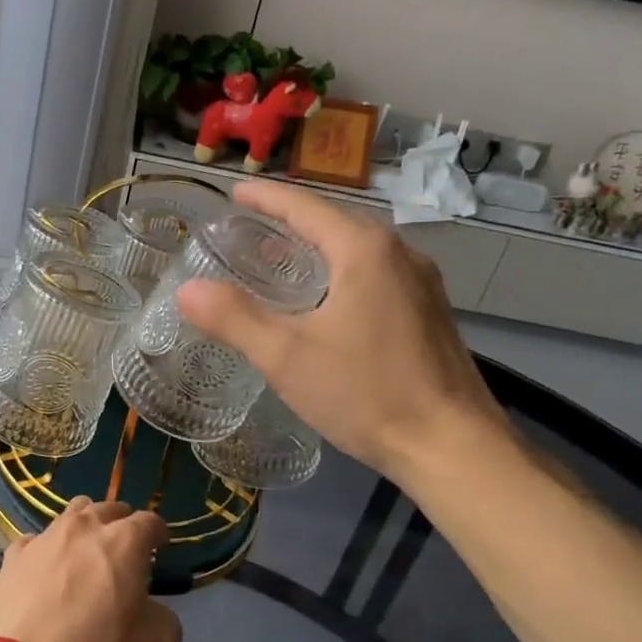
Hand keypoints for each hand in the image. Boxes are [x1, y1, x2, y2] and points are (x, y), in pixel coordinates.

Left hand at [0, 498, 180, 641]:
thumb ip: (163, 618)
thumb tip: (149, 609)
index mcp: (124, 542)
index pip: (149, 521)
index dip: (158, 533)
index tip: (160, 546)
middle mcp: (83, 529)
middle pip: (107, 509)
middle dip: (120, 523)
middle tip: (124, 548)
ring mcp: (44, 540)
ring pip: (69, 515)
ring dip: (84, 528)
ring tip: (84, 552)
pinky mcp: (12, 559)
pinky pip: (35, 542)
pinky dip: (46, 551)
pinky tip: (45, 572)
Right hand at [177, 179, 508, 481]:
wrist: (453, 447)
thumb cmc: (366, 393)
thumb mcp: (287, 357)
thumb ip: (235, 319)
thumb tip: (188, 290)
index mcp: (364, 250)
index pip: (305, 206)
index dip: (266, 198)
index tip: (234, 193)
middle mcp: (399, 254)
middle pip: (334, 222)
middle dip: (289, 221)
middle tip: (247, 231)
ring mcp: (421, 284)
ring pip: (358, 250)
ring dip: (317, 247)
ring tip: (278, 261)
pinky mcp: (429, 313)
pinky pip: (376, 274)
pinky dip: (340, 271)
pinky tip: (325, 300)